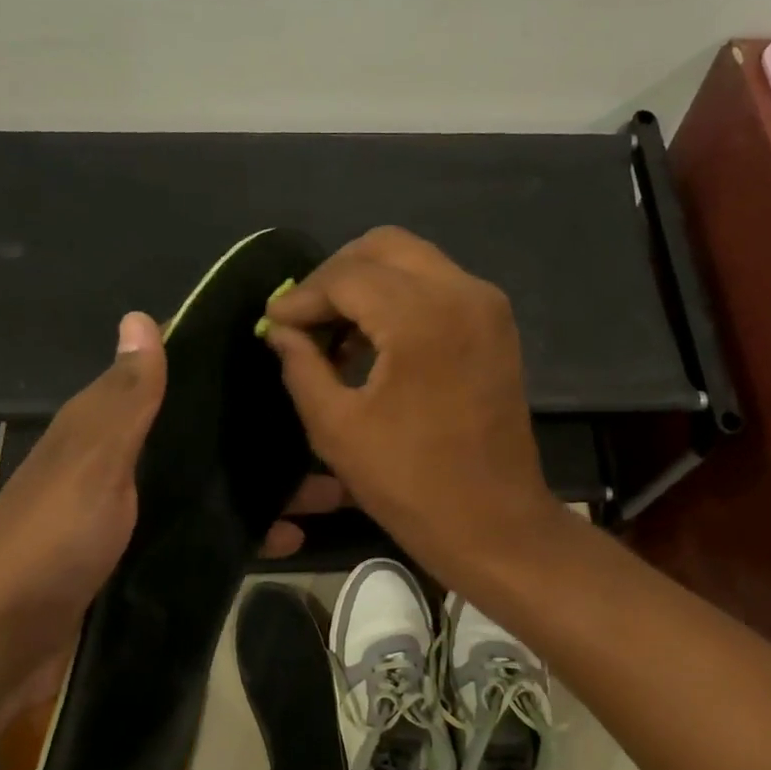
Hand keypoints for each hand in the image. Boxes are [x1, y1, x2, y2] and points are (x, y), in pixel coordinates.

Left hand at [0, 313, 348, 707]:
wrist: (6, 646)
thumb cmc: (53, 541)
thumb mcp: (93, 462)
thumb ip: (125, 399)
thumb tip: (141, 315)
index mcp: (105, 427)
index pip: (172, 380)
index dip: (223, 368)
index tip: (286, 359)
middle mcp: (123, 461)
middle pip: (202, 437)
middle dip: (260, 437)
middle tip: (327, 434)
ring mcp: (136, 512)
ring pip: (210, 486)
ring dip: (262, 487)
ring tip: (328, 490)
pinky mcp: (147, 556)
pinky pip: (206, 532)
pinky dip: (243, 532)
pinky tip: (289, 539)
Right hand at [261, 227, 561, 584]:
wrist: (494, 522)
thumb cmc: (410, 483)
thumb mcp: (337, 427)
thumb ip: (302, 365)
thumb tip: (281, 329)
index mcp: (423, 317)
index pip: (348, 276)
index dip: (302, 296)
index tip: (273, 321)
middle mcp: (462, 293)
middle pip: (385, 247)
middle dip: (336, 275)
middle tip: (304, 316)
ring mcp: (487, 306)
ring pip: (414, 262)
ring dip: (368, 284)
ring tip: (334, 333)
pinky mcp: (496, 325)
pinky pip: (438, 286)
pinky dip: (400, 298)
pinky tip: (373, 340)